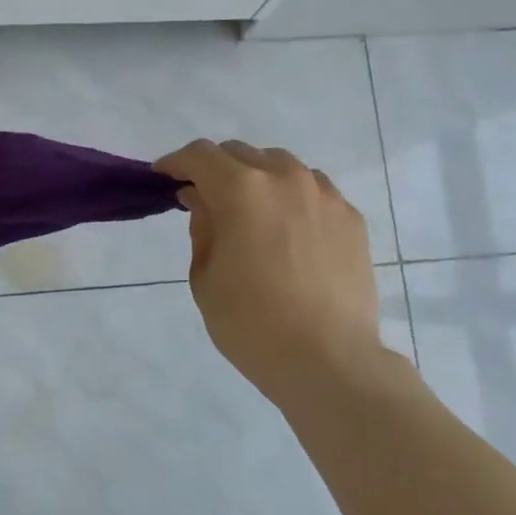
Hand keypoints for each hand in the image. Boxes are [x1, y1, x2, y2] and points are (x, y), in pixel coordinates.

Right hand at [155, 139, 382, 399]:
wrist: (328, 360)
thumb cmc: (251, 324)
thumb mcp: (205, 277)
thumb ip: (202, 226)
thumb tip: (201, 198)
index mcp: (242, 189)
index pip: (201, 156)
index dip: (176, 163)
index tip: (164, 177)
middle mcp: (285, 178)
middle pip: (241, 154)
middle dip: (216, 170)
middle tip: (205, 199)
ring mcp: (324, 195)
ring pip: (281, 166)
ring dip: (257, 178)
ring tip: (251, 211)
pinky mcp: (350, 217)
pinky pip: (313, 191)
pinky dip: (291, 198)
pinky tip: (288, 231)